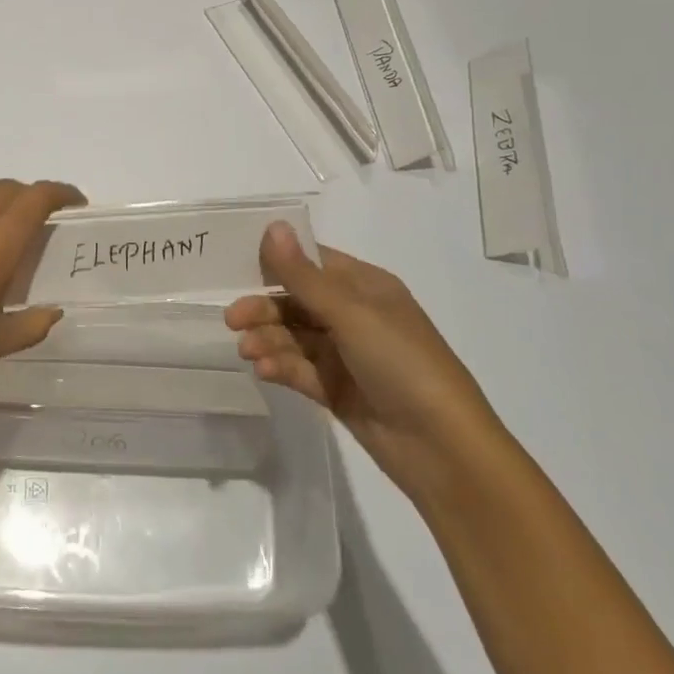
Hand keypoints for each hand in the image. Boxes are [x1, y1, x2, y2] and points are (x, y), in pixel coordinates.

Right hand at [224, 222, 498, 481]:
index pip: (313, 262)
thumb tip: (273, 226)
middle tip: (232, 319)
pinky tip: (264, 369)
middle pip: (297, 301)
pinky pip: (300, 369)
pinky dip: (280, 366)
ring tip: (247, 351)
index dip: (277, 261)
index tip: (235, 267)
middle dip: (265, 308)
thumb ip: (303, 275)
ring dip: (268, 339)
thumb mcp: (350, 313)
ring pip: (294, 337)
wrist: (441, 446)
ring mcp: (346, 355)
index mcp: (365, 287)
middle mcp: (355, 316)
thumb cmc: (401, 362)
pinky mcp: (337, 389)